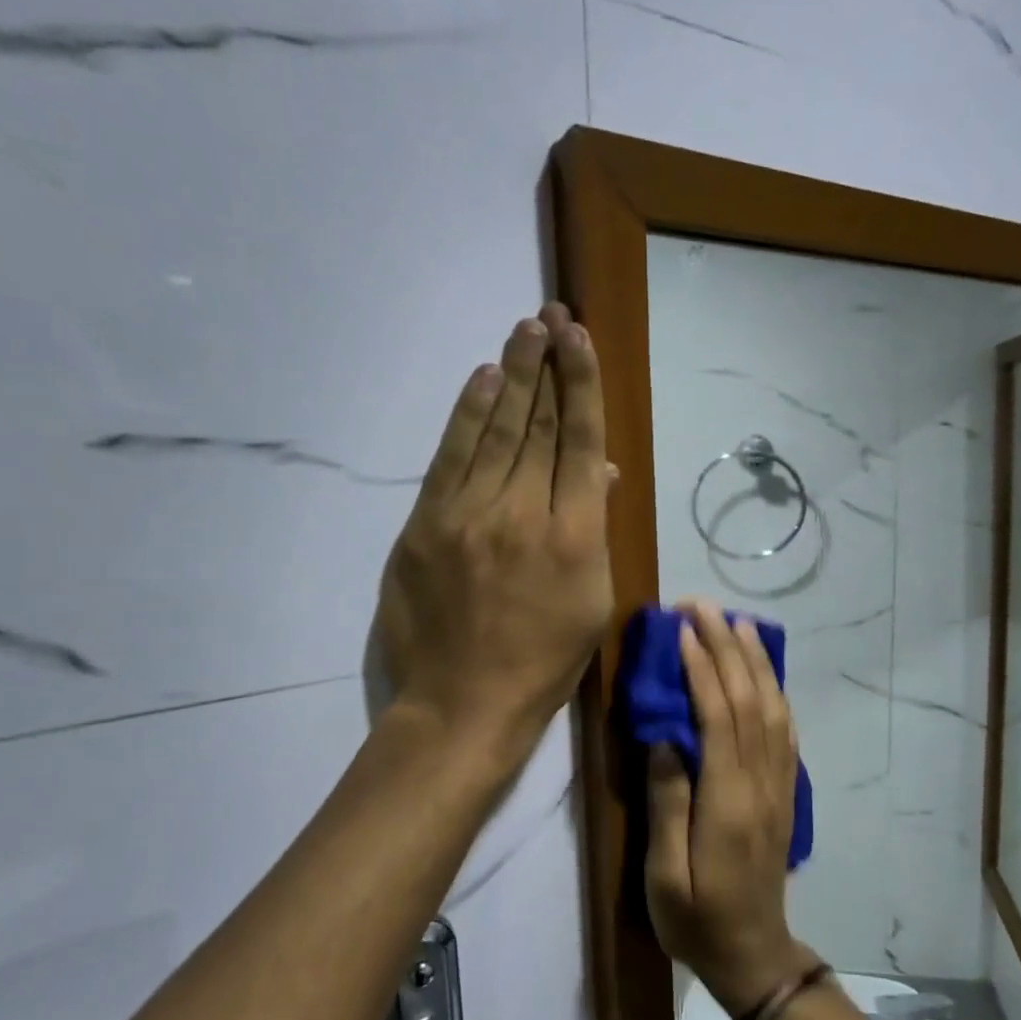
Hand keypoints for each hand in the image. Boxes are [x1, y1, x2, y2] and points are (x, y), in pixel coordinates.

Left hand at [373, 303, 613, 766]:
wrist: (463, 703)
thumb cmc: (543, 663)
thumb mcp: (591, 603)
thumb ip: (593, 530)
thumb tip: (595, 472)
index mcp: (573, 537)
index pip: (579, 442)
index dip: (582, 386)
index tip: (581, 340)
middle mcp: (522, 514)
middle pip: (537, 426)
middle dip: (548, 366)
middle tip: (551, 316)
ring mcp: (468, 516)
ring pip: (495, 432)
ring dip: (511, 376)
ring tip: (524, 331)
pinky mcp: (425, 526)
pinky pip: (450, 458)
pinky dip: (467, 415)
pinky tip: (483, 379)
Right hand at [645, 599, 816, 1012]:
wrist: (754, 955)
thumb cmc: (697, 920)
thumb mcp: (664, 874)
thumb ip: (667, 803)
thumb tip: (664, 738)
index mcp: (728, 801)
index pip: (719, 717)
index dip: (702, 668)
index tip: (682, 630)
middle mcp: (761, 783)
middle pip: (749, 701)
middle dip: (728, 648)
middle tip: (704, 608)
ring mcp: (779, 786)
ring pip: (773, 709)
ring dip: (756, 662)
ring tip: (738, 624)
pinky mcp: (785, 793)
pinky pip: (785, 731)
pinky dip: (775, 693)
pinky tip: (764, 674)